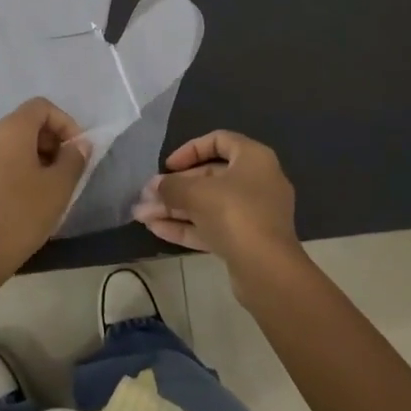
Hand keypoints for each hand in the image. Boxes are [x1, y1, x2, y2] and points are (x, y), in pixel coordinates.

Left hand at [0, 98, 91, 278]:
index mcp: (10, 129)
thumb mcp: (58, 187)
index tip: (78, 151)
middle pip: (27, 122)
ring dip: (37, 154)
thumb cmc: (22, 214)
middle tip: (68, 168)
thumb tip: (80, 144)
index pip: (42, 107)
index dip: (66, 123)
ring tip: (52, 184)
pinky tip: (30, 194)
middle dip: (52, 139)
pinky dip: (20, 165)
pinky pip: (1, 158)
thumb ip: (74, 159)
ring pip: (14, 141)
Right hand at [133, 130, 300, 280]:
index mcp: (253, 158)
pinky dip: (186, 226)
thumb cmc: (234, 213)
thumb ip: (171, 186)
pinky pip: (212, 226)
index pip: (219, 140)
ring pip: (208, 204)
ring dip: (175, 208)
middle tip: (146, 195)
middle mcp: (257, 182)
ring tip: (142, 215)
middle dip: (175, 187)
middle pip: (209, 176)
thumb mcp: (196, 193)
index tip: (168, 166)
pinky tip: (156, 229)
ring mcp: (253, 214)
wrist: (267, 270)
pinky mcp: (246, 241)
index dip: (190, 150)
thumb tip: (154, 186)